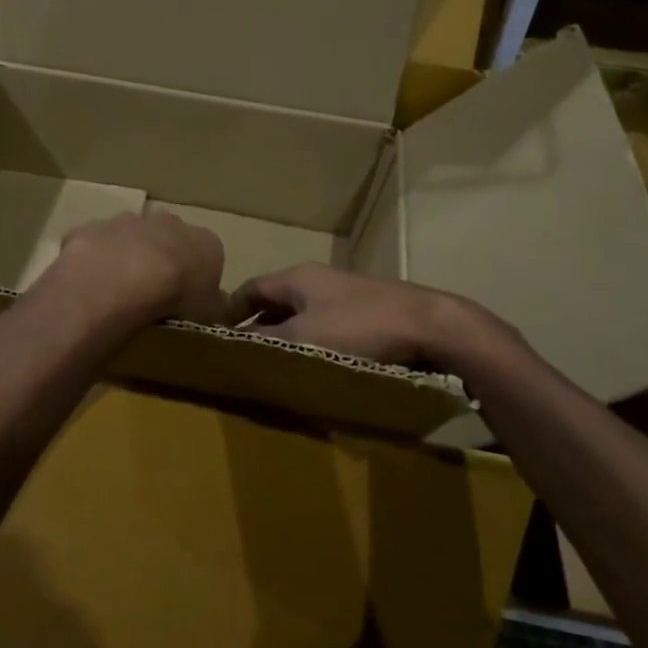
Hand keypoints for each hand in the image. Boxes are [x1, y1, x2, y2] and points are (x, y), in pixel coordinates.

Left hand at [48, 210, 232, 326]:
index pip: (207, 253)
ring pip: (129, 237)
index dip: (196, 274)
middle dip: (160, 258)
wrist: (125, 279)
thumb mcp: (210, 312)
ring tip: (118, 291)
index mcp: (204, 241)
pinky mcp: (93, 228)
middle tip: (151, 291)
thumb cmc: (178, 296)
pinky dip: (93, 261)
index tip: (186, 297)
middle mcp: (168, 222)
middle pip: (168, 238)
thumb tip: (217, 305)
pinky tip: (90, 285)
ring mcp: (128, 221)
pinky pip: (95, 245)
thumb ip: (214, 304)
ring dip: (125, 257)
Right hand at [234, 264, 529, 374]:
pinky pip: (330, 328)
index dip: (230, 312)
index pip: (250, 288)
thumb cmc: (360, 328)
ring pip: (305, 316)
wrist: (432, 326)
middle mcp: (320, 280)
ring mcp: (348, 295)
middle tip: (245, 359)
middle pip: (277, 302)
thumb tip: (229, 348)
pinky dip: (316, 345)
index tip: (216, 338)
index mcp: (298, 277)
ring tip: (278, 368)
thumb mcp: (302, 340)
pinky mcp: (371, 313)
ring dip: (289, 338)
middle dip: (259, 328)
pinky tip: (319, 369)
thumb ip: (264, 343)